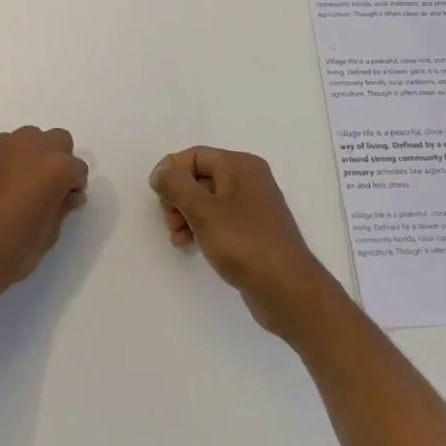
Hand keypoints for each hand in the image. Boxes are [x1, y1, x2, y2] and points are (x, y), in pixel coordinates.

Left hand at [0, 127, 88, 313]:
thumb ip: (61, 208)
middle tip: (49, 190)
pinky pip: (3, 148)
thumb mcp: (47, 236)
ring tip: (23, 186)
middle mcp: (28, 148)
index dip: (75, 187)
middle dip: (59, 161)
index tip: (67, 204)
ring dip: (34, 155)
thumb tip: (67, 194)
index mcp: (53, 168)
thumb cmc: (7, 254)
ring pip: (29, 138)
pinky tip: (0, 187)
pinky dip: (9, 160)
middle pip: (57, 140)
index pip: (77, 168)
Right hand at [150, 147, 346, 341]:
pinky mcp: (250, 231)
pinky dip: (199, 228)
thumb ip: (176, 186)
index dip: (171, 172)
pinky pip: (216, 220)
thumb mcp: (203, 211)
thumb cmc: (244, 243)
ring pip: (204, 200)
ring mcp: (250, 207)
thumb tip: (160, 172)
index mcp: (240, 166)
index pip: (194, 156)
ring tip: (178, 238)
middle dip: (177, 197)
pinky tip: (190, 246)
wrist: (287, 290)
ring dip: (185, 215)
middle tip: (170, 221)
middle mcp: (247, 180)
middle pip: (198, 176)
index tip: (158, 197)